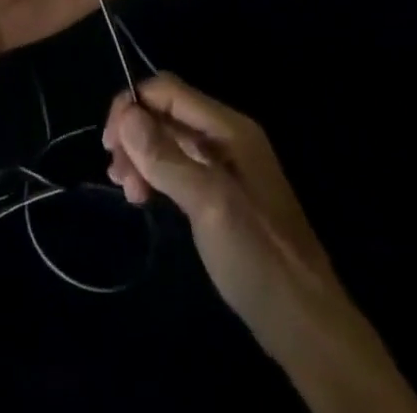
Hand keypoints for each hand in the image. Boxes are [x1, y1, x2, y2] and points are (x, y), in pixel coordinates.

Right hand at [104, 75, 416, 412]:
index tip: (110, 144)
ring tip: (127, 191)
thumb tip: (126, 115)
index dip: (133, 106)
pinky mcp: (223, 193)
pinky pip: (180, 165)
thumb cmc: (259, 258)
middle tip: (116, 174)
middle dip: (135, 134)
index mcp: (230, 128)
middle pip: (167, 113)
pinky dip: (156, 174)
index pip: (169, 91)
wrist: (306, 325)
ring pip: (170, 139)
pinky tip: (143, 196)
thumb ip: (168, 158)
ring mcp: (226, 165)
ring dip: (142, 156)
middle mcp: (227, 136)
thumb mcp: (210, 205)